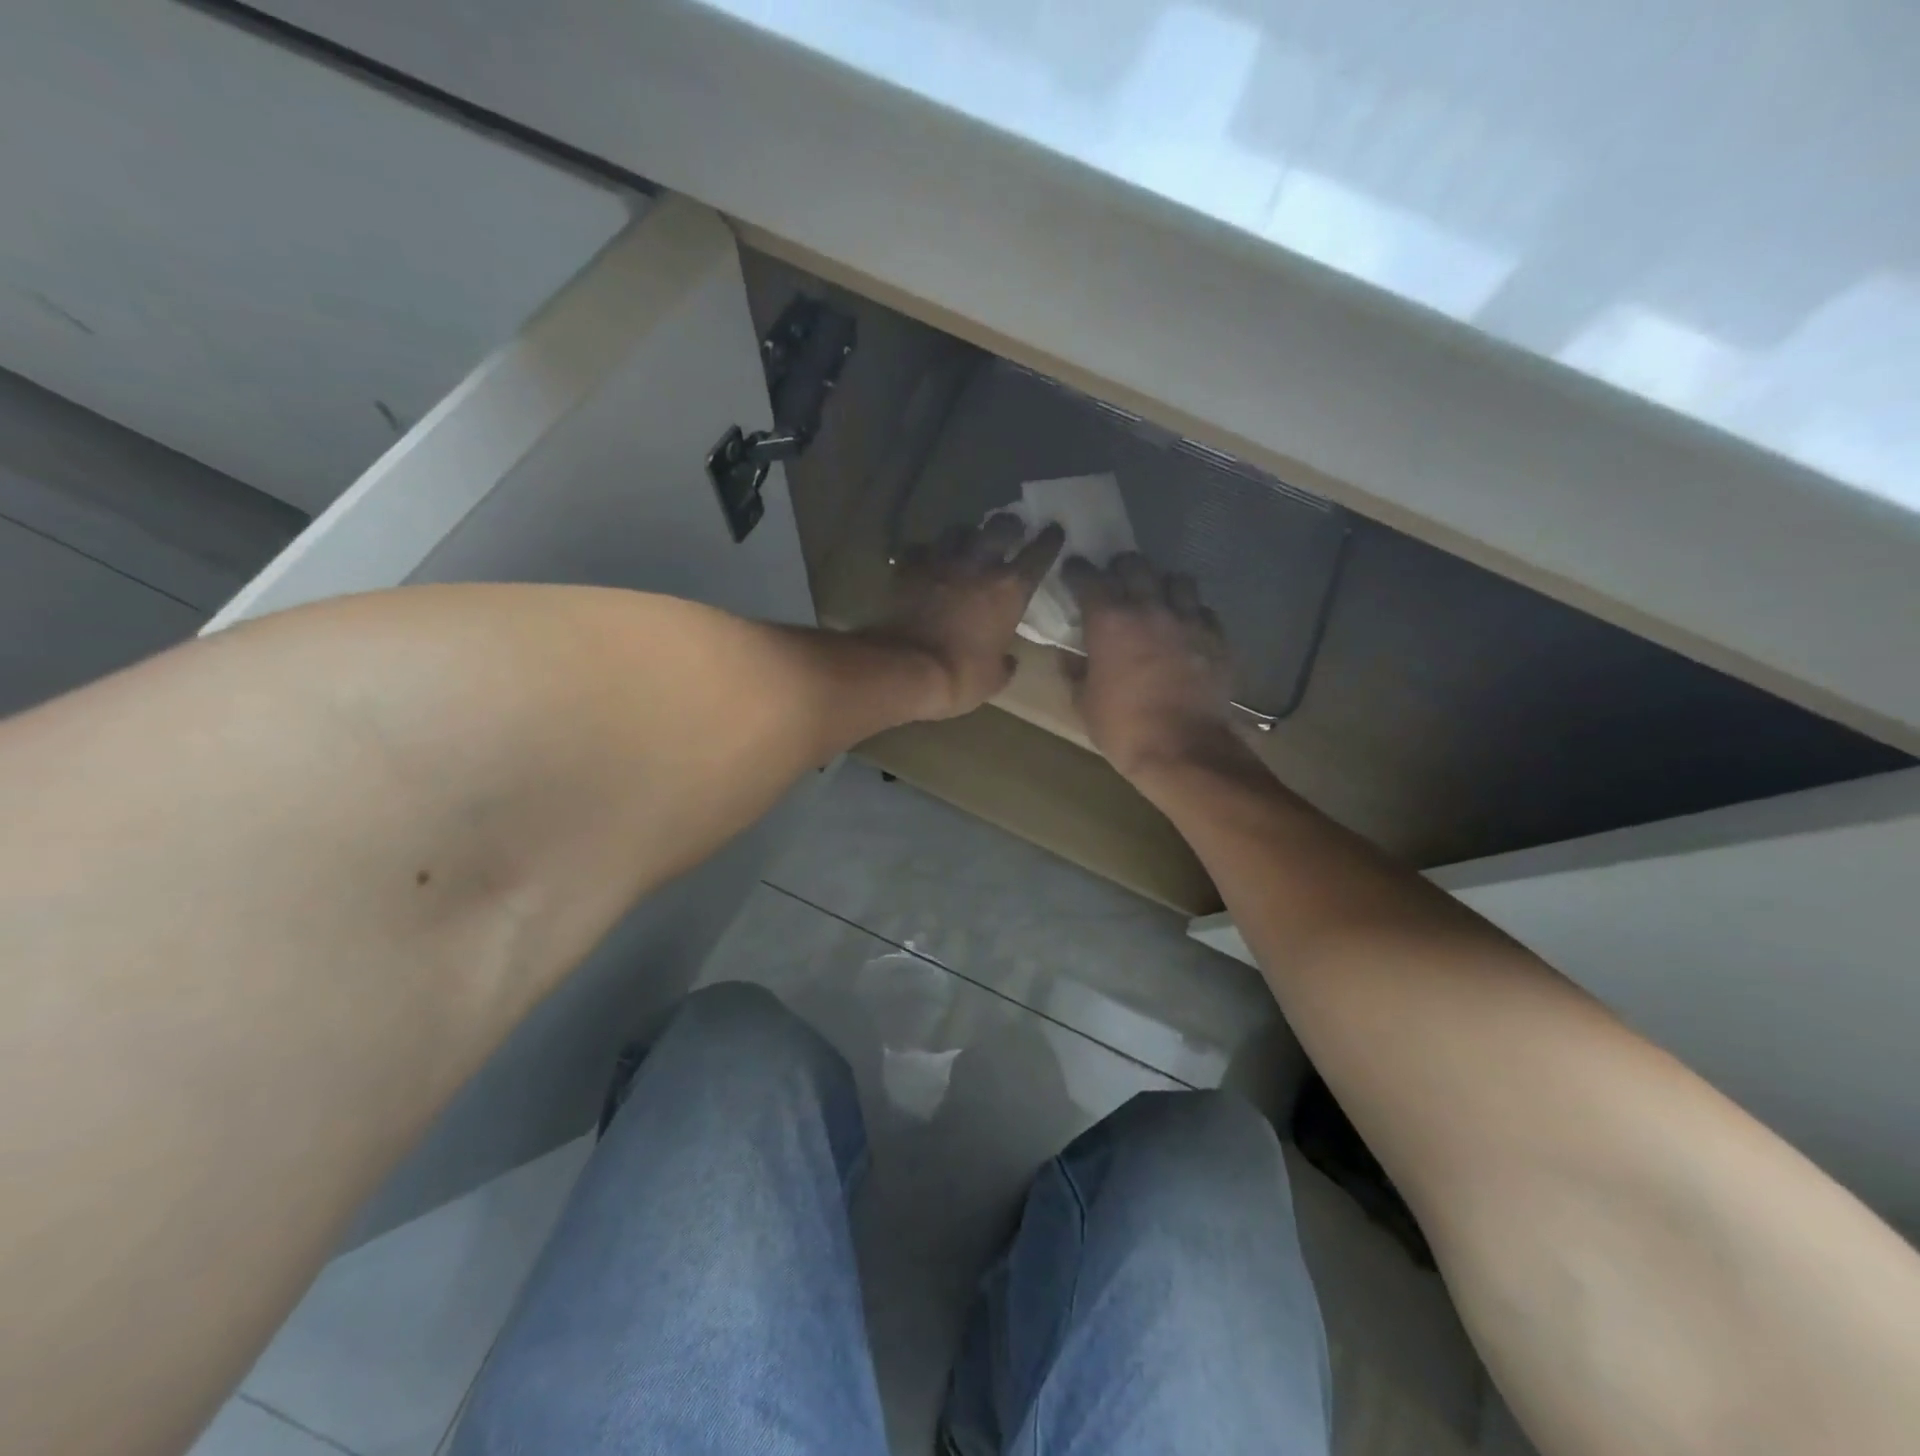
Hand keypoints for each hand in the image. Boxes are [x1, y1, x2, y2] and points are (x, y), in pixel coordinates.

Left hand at [863, 514, 1063, 719]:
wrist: (907, 669)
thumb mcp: (995, 678)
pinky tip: (926, 562)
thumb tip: (1009, 659)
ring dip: (965, 535)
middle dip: (1009, 525)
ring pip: (958, 530)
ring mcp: (941, 562)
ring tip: (966, 543)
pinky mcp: (908, 569)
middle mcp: (979, 565)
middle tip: (1010, 529)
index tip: (1053, 531)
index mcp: (1010, 590)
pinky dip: (925, 554)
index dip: (1049, 540)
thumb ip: (1006, 662)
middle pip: (1000, 526)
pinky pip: (920, 550)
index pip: (1040, 552)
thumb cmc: (961, 676)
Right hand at [1062, 553, 1239, 777]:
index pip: (1088, 577)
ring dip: (1163, 585)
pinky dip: (1192, 614)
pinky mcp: (1217, 637)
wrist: (1183, 750)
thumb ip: (1075, 671)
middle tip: (1116, 582)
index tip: (1073, 572)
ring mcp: (1187, 620)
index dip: (1078, 571)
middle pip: (1135, 565)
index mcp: (1109, 621)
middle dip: (1121, 569)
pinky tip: (1186, 629)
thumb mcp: (1084, 703)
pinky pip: (1204, 611)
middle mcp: (1149, 608)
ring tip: (1157, 600)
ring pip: (1177, 580)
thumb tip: (1071, 656)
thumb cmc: (1123, 728)